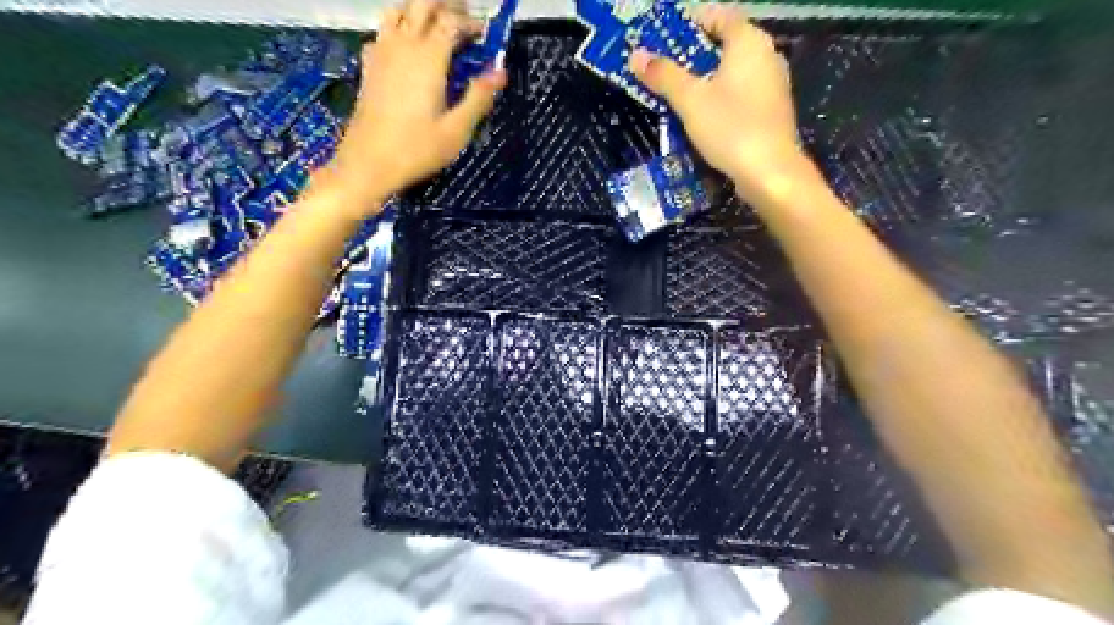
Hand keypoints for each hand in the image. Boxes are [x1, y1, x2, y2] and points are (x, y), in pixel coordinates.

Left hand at [312, 1, 505, 213]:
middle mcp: (403, 45)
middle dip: (446, 5)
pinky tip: (408, 49)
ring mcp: (382, 52)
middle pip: (422, 3)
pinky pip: (383, 31)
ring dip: (420, 11)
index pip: (451, 21)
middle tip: (464, 21)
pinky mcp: (369, 65)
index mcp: (428, 58)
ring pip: (399, 10)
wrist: (368, 163)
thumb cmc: (417, 150)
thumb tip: (501, 71)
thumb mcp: (456, 130)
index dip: (470, 23)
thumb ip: (478, 97)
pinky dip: (399, 29)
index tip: (484, 37)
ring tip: (438, 27)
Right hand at [625, 4, 815, 206]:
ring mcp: (772, 86)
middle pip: (725, 45)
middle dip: (693, 55)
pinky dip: (719, 99)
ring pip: (732, 73)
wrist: (770, 173)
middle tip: (663, 68)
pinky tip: (701, 118)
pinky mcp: (771, 112)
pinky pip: (740, 95)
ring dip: (705, 80)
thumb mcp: (690, 101)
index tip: (665, 37)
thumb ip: (664, 76)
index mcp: (749, 42)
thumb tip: (636, 55)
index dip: (691, 22)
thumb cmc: (731, 128)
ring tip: (676, 94)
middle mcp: (766, 56)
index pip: (719, 15)